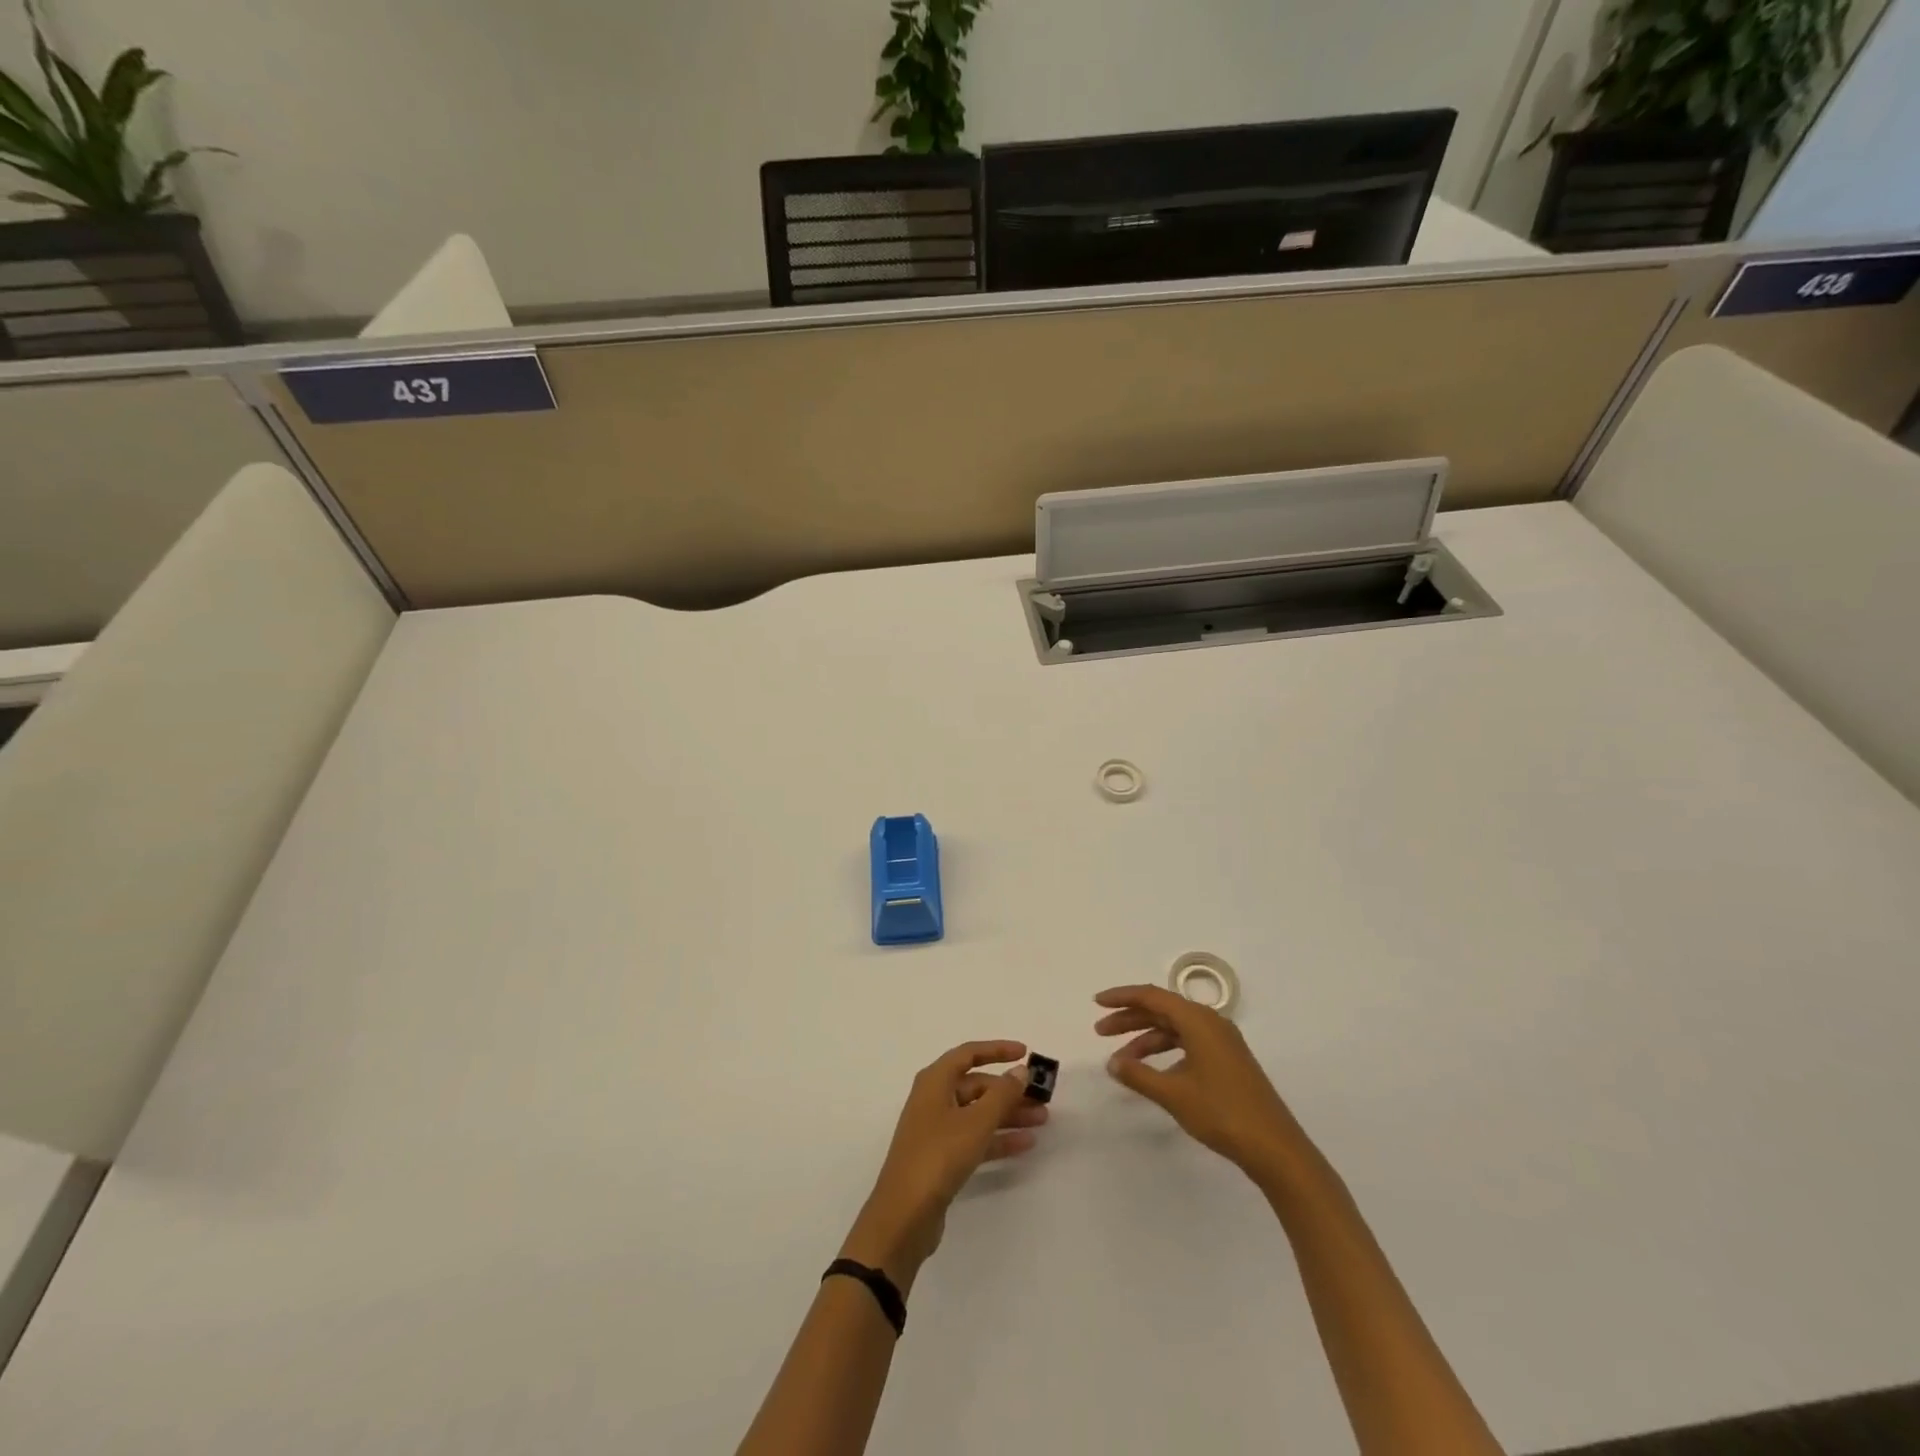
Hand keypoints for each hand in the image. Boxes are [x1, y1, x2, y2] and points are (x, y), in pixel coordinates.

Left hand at [840, 1040, 1046, 1289]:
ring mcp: (937, 1129)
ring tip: (1042, 1120)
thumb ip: (1002, 1094)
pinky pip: (975, 1138)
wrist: (904, 1215)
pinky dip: (998, 1138)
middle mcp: (934, 1099)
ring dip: (1008, 1114)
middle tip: (1041, 1097)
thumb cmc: (939, 1156)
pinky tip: (1025, 1144)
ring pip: (978, 1113)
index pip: (969, 1054)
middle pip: (976, 1085)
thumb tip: (1020, 1070)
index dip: (997, 1050)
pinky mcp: (942, 1158)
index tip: (1025, 1053)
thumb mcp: (976, 1122)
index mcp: (935, 1081)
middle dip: (1009, 1090)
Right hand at [1094, 985, 1309, 1180]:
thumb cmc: (1222, 1113)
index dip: (1122, 997)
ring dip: (1146, 1038)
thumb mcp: (1173, 1093)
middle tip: (1100, 1032)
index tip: (1096, 1003)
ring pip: (1174, 1028)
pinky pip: (1187, 1043)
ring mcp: (1222, 1042)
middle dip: (1129, 1019)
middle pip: (1162, 1010)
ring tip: (1121, 1059)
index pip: (1152, 996)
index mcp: (1198, 1020)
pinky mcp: (1227, 1060)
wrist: (1275, 1147)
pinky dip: (1165, 1051)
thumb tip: (1112, 1062)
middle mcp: (1210, 1022)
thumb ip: (1138, 1074)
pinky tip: (1153, 1071)